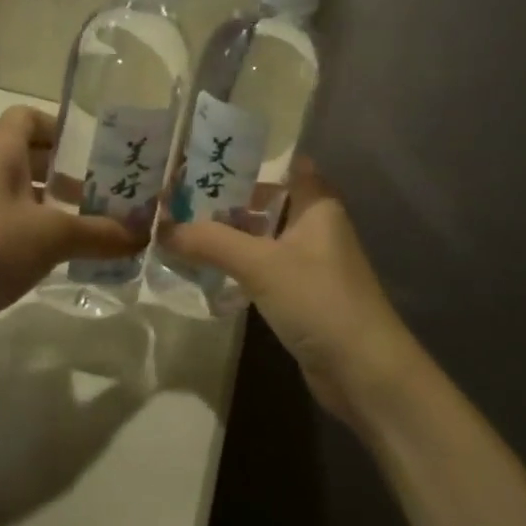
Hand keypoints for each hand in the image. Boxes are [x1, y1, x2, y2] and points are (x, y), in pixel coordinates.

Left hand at [0, 106, 140, 324]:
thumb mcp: (52, 237)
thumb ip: (101, 234)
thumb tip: (144, 235)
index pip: (29, 118)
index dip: (62, 129)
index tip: (95, 155)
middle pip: (26, 157)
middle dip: (66, 174)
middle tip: (103, 197)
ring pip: (13, 194)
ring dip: (48, 208)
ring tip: (85, 232)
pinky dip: (26, 234)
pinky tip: (50, 261)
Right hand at [158, 161, 422, 427]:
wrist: (363, 370)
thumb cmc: (319, 300)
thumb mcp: (261, 264)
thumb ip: (211, 242)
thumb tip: (162, 228)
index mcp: (317, 204)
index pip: (286, 164)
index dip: (251, 157)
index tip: (208, 155)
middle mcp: (316, 226)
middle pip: (268, 201)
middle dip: (228, 198)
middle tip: (179, 194)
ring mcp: (310, 262)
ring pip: (263, 237)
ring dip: (229, 234)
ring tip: (181, 228)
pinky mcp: (302, 294)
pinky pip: (264, 268)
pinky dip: (238, 265)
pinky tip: (206, 268)